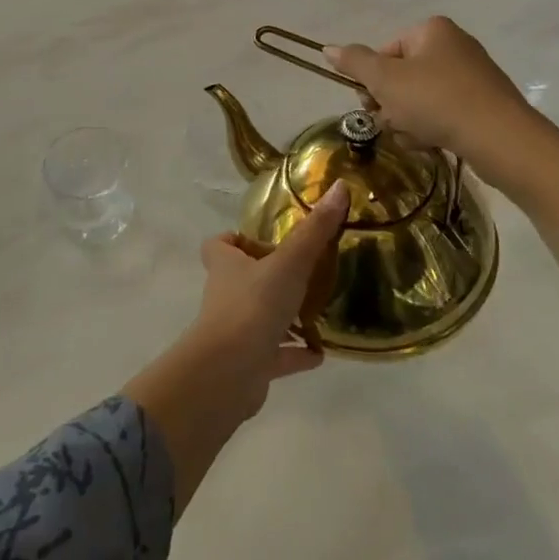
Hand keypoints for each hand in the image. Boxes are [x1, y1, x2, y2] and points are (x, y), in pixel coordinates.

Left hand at [123, 180, 348, 515]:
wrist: (228, 373)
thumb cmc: (253, 305)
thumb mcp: (290, 261)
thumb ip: (315, 230)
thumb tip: (340, 186)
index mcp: (226, 265)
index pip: (219, 244)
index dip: (235, 240)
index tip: (261, 239)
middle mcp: (226, 295)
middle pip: (241, 279)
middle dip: (267, 276)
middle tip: (302, 271)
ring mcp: (236, 332)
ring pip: (259, 317)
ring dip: (284, 316)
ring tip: (317, 311)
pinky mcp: (249, 365)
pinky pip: (275, 356)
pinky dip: (294, 353)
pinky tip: (319, 353)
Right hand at [331, 16, 558, 276]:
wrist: (502, 140)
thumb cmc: (437, 101)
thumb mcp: (386, 80)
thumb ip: (354, 63)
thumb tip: (327, 48)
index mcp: (432, 30)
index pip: (385, 53)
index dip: (374, 82)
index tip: (373, 105)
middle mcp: (454, 45)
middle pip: (402, 77)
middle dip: (392, 105)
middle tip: (395, 124)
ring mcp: (473, 76)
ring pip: (420, 100)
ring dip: (409, 122)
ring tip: (417, 138)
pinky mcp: (485, 104)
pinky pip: (444, 114)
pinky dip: (433, 130)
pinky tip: (434, 145)